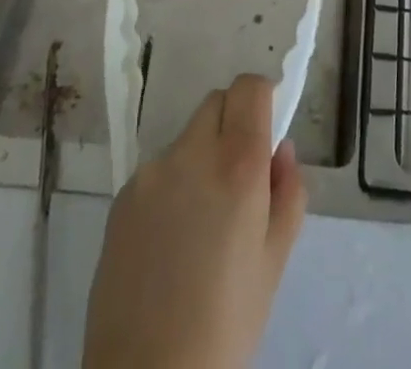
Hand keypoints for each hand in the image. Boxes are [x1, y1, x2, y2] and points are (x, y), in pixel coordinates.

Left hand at [83, 74, 307, 368]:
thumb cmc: (226, 323)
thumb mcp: (275, 261)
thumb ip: (288, 193)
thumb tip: (281, 150)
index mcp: (237, 164)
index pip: (249, 87)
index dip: (262, 98)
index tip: (266, 129)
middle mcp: (192, 153)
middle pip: (217, 104)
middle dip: (232, 124)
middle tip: (238, 179)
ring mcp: (151, 172)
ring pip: (187, 139)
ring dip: (201, 158)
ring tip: (200, 221)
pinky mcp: (122, 196)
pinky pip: (158, 171)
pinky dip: (171, 186)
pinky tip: (170, 241)